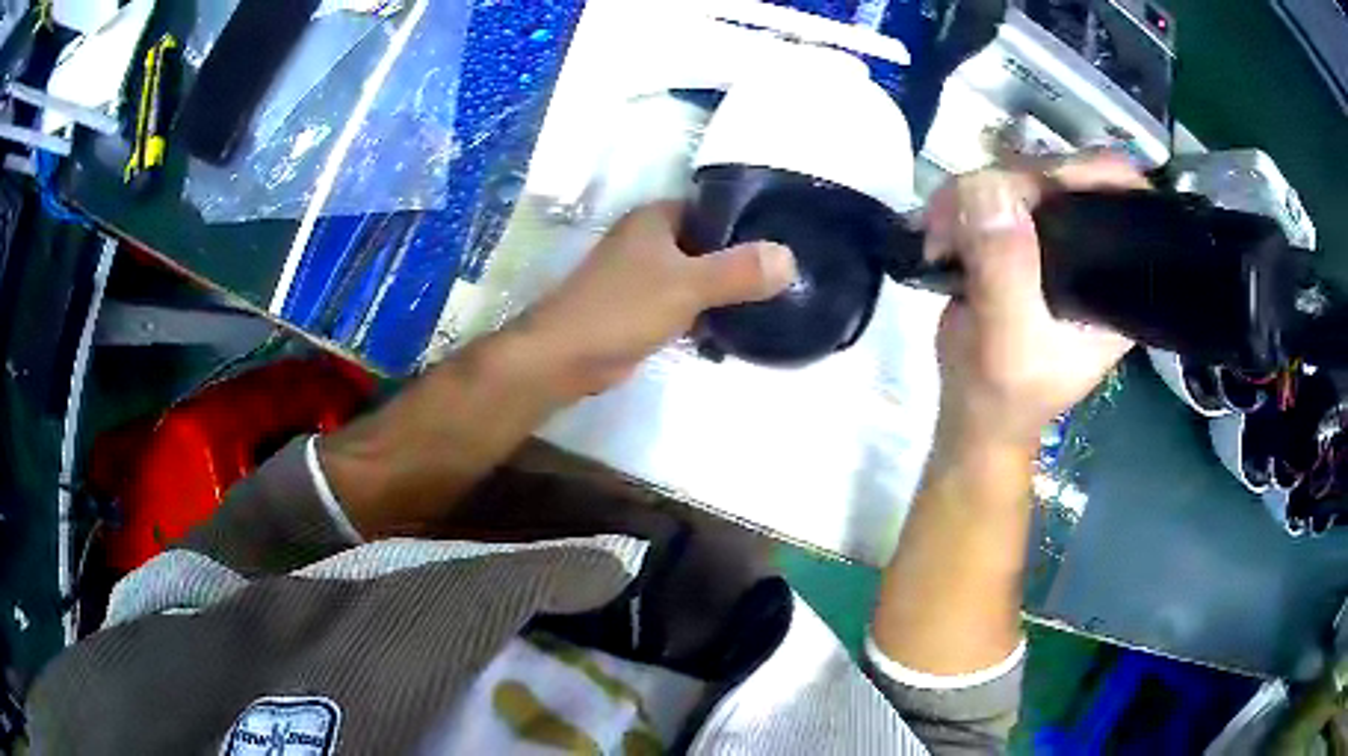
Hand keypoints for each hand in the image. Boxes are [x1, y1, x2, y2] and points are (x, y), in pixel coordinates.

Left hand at [519, 201, 796, 397]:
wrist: (565, 357)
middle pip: (707, 242)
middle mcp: (648, 239)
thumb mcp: (688, 285)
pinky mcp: (638, 308)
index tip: (786, 240)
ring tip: (768, 304)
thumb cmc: (623, 308)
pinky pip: (682, 302)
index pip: (713, 207)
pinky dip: (703, 313)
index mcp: (656, 218)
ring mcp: (641, 274)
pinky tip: (731, 330)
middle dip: (740, 260)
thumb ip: (739, 270)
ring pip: (695, 275)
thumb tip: (789, 258)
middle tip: (783, 278)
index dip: (749, 221)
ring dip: (723, 290)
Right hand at [923, 154, 1148, 448]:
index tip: (1042, 182)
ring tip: (942, 233)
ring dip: (972, 194)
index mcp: (1114, 279)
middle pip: (1063, 176)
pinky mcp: (1018, 234)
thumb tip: (986, 189)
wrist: (974, 409)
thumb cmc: (1005, 391)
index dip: (1090, 173)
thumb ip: (1005, 267)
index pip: (1123, 198)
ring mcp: (1053, 237)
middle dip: (1011, 185)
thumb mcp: (1009, 339)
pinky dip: (959, 202)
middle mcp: (1091, 249)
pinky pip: (990, 192)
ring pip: (1019, 176)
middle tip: (963, 212)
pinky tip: (942, 230)